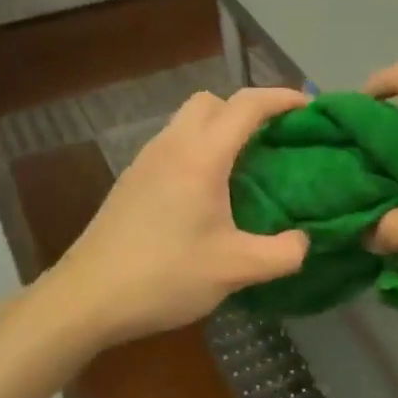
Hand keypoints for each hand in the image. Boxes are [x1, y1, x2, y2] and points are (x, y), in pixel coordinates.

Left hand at [50, 87, 310, 344]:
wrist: (87, 298)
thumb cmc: (165, 276)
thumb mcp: (236, 270)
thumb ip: (283, 254)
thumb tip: (304, 241)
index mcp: (201, 156)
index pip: (246, 105)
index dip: (282, 98)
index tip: (309, 107)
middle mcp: (172, 145)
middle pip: (212, 101)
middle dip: (246, 110)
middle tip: (273, 140)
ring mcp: (146, 160)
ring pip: (188, 121)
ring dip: (219, 129)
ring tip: (245, 166)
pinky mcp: (132, 180)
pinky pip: (173, 144)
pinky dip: (198, 149)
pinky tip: (207, 192)